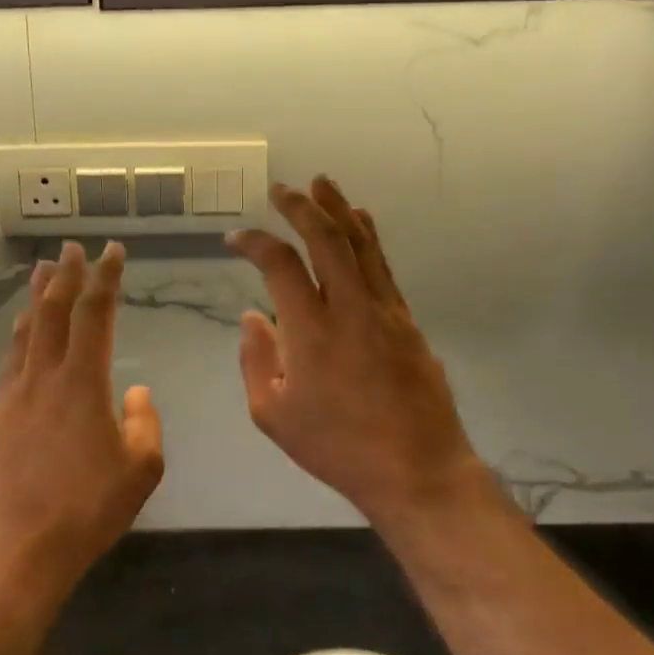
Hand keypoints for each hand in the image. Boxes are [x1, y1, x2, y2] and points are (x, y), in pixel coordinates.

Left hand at [0, 241, 163, 607]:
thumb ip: (144, 423)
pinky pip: (10, 358)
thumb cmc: (87, 509)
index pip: (95, 314)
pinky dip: (20, 332)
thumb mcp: (141, 469)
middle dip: (66, 274)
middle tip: (71, 247)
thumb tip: (135, 392)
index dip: (105, 278)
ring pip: (27, 330)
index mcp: (83, 382)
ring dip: (38, 296)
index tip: (112, 252)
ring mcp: (15, 394)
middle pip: (54, 310)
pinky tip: (22, 330)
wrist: (18, 549)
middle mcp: (44, 376)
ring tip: (42, 270)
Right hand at [227, 177, 478, 525]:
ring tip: (322, 184)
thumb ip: (256, 360)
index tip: (236, 238)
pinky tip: (360, 222)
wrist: (417, 470)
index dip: (255, 243)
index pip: (280, 265)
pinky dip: (368, 237)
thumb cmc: (337, 447)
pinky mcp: (407, 321)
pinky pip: (383, 266)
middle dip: (300, 207)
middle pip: (326, 239)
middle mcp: (350, 309)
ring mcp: (385, 311)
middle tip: (281, 189)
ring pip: (361, 244)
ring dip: (338, 209)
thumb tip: (253, 315)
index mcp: (311, 332)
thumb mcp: (273, 415)